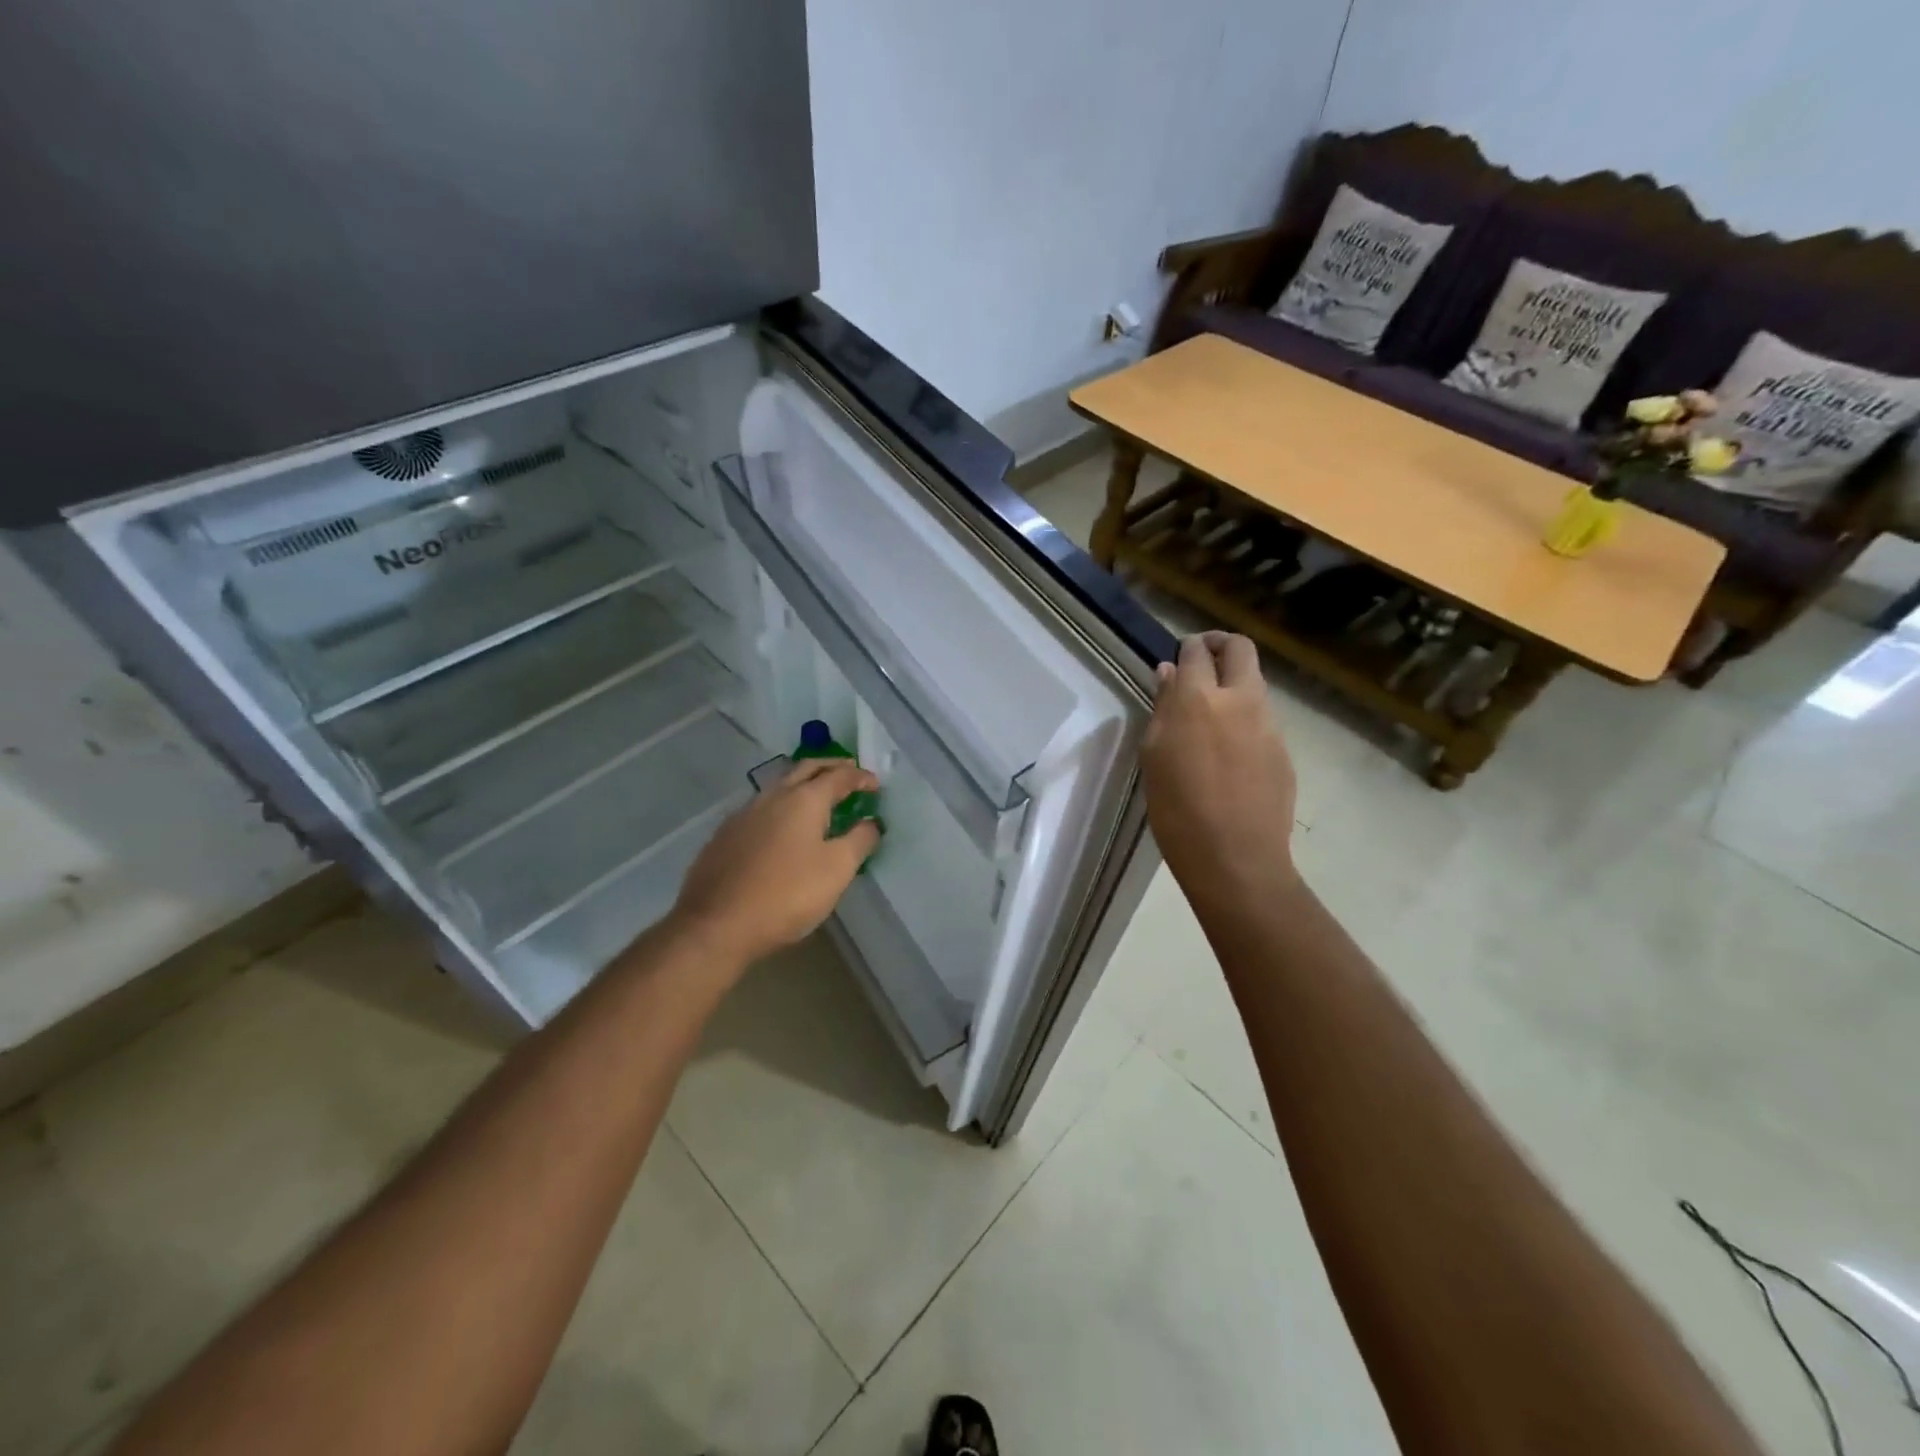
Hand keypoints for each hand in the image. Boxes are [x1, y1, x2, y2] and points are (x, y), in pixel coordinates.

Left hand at [668, 759, 880, 967]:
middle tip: (849, 772)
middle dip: (830, 766)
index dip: (860, 777)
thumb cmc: (787, 894)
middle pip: (805, 768)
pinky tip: (782, 824)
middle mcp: (773, 796)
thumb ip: (859, 841)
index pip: (838, 776)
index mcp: (804, 799)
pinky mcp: (725, 835)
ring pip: (779, 785)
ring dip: (803, 782)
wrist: (717, 924)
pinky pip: (761, 807)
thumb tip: (871, 823)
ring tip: (818, 795)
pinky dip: (782, 804)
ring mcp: (744, 814)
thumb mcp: (837, 870)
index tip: (875, 784)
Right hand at [1141, 633, 1299, 907]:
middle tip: (1202, 661)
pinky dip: (1245, 718)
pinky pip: (1263, 719)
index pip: (1195, 652)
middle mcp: (1239, 700)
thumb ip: (1163, 708)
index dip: (1186, 647)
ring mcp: (1268, 724)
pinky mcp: (1283, 750)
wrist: (1235, 858)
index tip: (1178, 655)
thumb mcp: (1154, 756)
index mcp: (1198, 700)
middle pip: (1240, 648)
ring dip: (1235, 683)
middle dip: (1220, 644)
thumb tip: (1169, 675)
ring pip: (1255, 683)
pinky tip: (1229, 752)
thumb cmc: (1177, 810)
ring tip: (1212, 713)